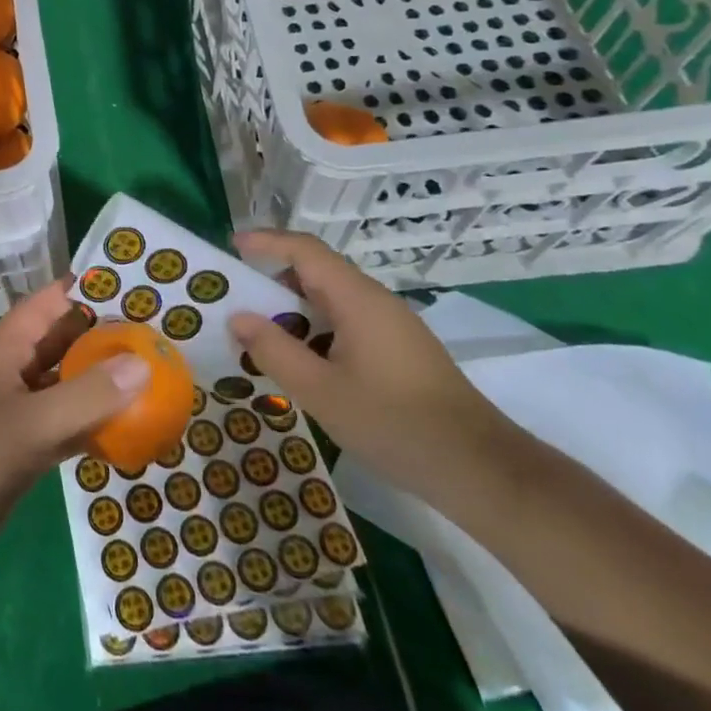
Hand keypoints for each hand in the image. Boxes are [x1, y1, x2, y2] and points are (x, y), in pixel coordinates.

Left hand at [0, 278, 149, 564]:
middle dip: (105, 337)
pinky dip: (92, 420)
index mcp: (5, 347)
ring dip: (101, 380)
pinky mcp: (23, 441)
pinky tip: (129, 427)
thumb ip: (89, 394)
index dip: (88, 291)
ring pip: (66, 381)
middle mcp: (12, 368)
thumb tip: (144, 363)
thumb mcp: (34, 423)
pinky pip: (65, 419)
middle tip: (156, 338)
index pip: (50, 302)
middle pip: (63, 340)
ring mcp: (17, 406)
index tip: (136, 290)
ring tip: (152, 376)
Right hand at [229, 230, 521, 512]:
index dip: (266, 242)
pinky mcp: (399, 350)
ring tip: (260, 337)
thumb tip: (239, 318)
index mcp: (356, 299)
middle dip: (273, 282)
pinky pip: (346, 323)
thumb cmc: (393, 423)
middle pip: (316, 273)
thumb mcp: (320, 391)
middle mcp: (375, 301)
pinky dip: (315, 330)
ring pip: (331, 301)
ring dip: (293, 311)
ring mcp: (391, 326)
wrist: (478, 468)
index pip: (305, 250)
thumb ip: (274, 350)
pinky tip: (302, 364)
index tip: (232, 247)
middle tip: (236, 302)